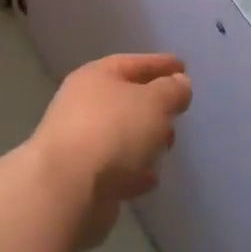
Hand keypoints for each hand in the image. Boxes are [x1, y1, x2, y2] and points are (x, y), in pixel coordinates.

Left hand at [25, 53, 191, 245]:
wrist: (68, 188)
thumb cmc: (113, 132)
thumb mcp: (153, 102)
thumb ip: (171, 90)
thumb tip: (179, 83)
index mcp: (95, 77)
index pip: (132, 63)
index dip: (159, 63)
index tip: (183, 67)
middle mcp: (82, 105)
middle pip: (124, 99)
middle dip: (153, 105)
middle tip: (177, 112)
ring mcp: (79, 142)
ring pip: (120, 135)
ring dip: (143, 140)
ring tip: (167, 147)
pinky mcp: (82, 178)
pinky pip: (115, 168)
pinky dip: (133, 171)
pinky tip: (149, 179)